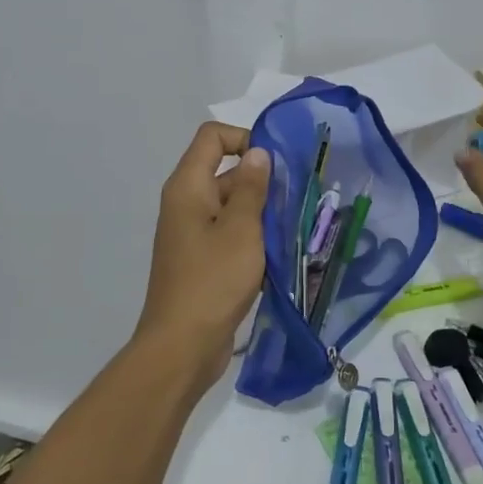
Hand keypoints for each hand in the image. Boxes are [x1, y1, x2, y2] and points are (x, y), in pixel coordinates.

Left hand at [135, 122, 271, 387]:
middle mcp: (186, 204)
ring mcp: (192, 234)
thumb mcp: (241, 230)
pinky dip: (253, 238)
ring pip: (231, 206)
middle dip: (262, 180)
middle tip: (300, 198)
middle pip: (225, 171)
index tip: (277, 164)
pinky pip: (230, 235)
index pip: (212, 137)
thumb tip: (257, 152)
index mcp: (188, 187)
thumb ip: (251, 188)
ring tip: (297, 226)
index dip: (245, 138)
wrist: (182, 346)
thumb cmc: (212, 281)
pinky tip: (280, 254)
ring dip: (261, 212)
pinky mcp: (202, 260)